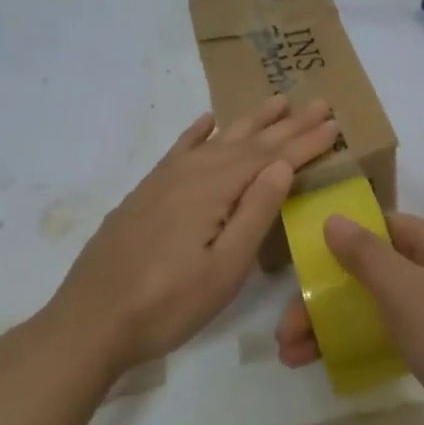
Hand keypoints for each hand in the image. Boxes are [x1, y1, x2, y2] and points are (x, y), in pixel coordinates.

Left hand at [51, 96, 339, 374]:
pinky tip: (208, 121)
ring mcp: (163, 181)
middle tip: (318, 103)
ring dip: (249, 122)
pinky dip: (198, 132)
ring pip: (216, 141)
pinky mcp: (145, 194)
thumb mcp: (224, 269)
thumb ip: (255, 213)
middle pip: (247, 142)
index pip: (270, 158)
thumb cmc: (167, 305)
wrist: (89, 322)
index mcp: (213, 189)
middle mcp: (190, 173)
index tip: (334, 123)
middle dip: (286, 125)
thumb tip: (282, 165)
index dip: (305, 142)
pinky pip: (179, 150)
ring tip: (276, 102)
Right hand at [275, 211, 423, 424]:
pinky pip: (398, 337)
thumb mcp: (405, 291)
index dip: (337, 243)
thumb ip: (366, 253)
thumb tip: (334, 218)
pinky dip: (365, 345)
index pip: (380, 227)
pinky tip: (334, 366)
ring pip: (382, 307)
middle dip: (326, 298)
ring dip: (337, 325)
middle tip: (285, 334)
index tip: (299, 270)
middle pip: (374, 271)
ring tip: (294, 357)